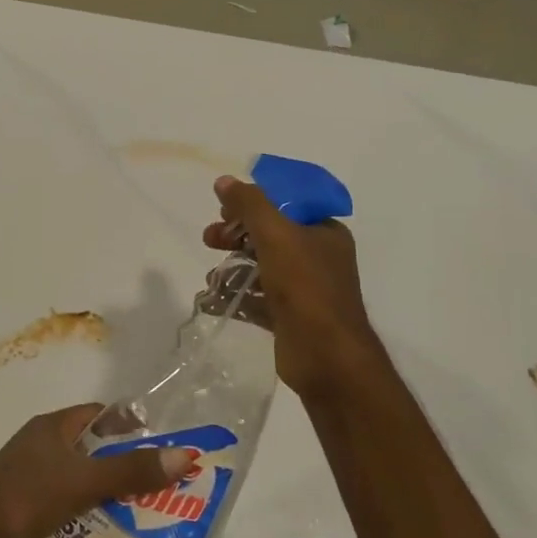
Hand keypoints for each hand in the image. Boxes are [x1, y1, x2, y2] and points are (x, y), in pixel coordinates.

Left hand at [0, 405, 192, 537]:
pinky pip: (66, 504)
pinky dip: (87, 513)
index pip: (98, 415)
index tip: (162, 445)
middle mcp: (41, 446)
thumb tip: (184, 455)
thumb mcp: (84, 480)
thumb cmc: (27, 496)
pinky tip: (108, 534)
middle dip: (123, 463)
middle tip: (162, 486)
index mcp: (52, 427)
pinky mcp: (26, 508)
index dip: (129, 425)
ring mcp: (31, 477)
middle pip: (91, 447)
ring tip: (145, 513)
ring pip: (79, 478)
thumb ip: (131, 470)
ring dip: (107, 491)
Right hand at [203, 174, 379, 400]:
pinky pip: (258, 299)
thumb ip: (249, 205)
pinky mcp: (290, 317)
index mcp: (324, 232)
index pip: (285, 205)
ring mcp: (305, 290)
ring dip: (232, 268)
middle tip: (209, 239)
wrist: (327, 356)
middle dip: (235, 236)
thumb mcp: (276, 234)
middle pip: (269, 235)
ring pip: (261, 268)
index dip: (253, 203)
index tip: (224, 209)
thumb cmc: (306, 287)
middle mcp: (318, 257)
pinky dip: (236, 297)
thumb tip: (224, 181)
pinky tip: (213, 300)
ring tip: (211, 278)